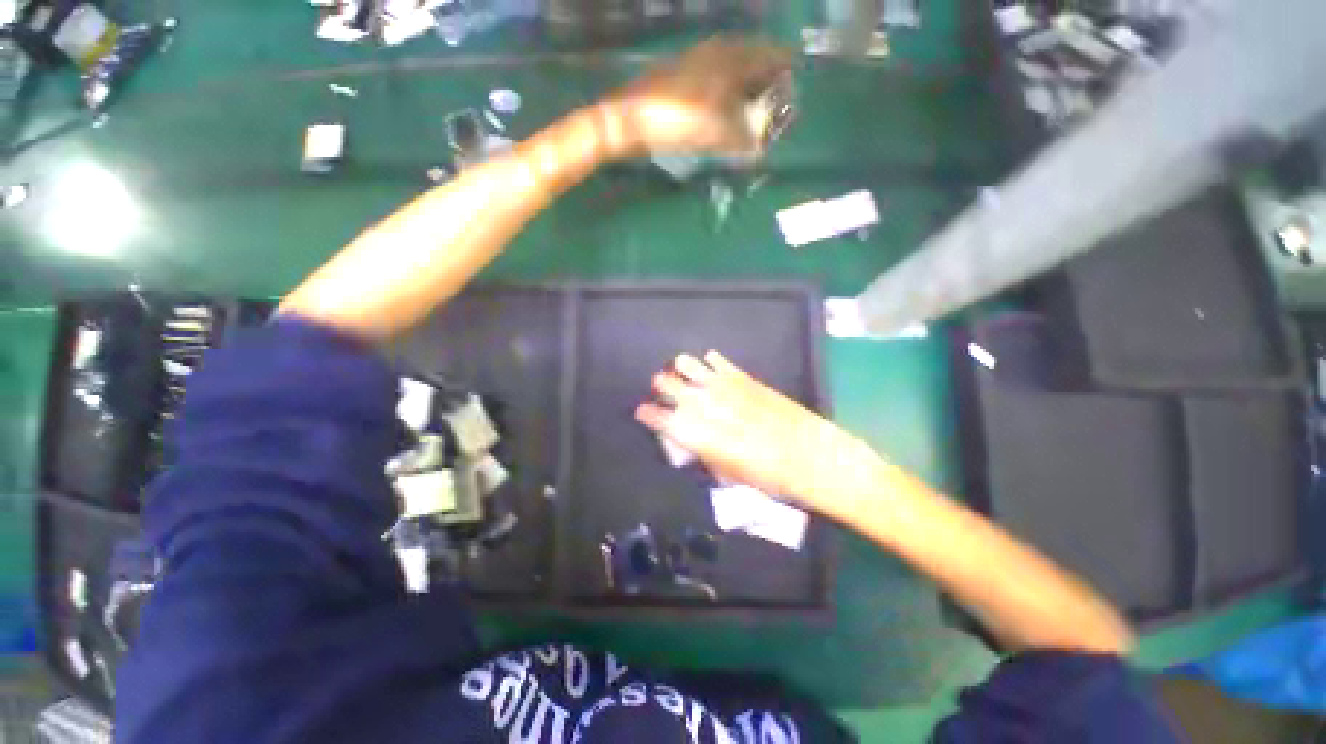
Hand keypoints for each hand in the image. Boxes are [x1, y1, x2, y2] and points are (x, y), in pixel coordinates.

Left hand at [603, 36, 793, 158]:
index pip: (774, 56)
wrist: (631, 118)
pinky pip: (719, 76)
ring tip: (754, 115)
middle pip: (756, 59)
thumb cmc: (678, 120)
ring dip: (749, 88)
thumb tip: (762, 147)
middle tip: (775, 111)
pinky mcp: (686, 73)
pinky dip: (730, 91)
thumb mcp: (718, 133)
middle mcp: (720, 50)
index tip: (793, 98)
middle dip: (769, 84)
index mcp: (733, 57)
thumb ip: (745, 139)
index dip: (786, 76)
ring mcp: (700, 58)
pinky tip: (728, 111)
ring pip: (736, 68)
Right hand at [635, 351, 883, 519]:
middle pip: (674, 388)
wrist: (813, 458)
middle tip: (659, 385)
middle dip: (663, 385)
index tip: (641, 410)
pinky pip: (721, 363)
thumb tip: (694, 440)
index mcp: (700, 435)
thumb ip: (707, 453)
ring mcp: (728, 389)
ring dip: (683, 368)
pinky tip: (708, 360)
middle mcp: (708, 407)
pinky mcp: (748, 380)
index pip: (664, 420)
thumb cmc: (771, 479)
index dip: (649, 414)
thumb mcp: (731, 475)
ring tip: (678, 367)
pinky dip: (712, 361)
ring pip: (693, 367)